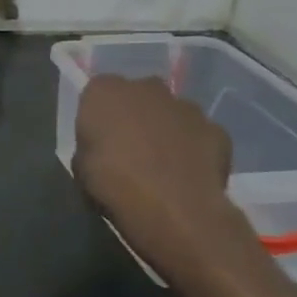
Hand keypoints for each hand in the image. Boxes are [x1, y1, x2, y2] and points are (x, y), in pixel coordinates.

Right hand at [72, 75, 246, 271]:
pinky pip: (199, 134)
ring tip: (161, 163)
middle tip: (129, 146)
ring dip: (166, 129)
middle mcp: (146, 88)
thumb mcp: (80, 165)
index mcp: (105, 91)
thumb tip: (103, 148)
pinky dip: (193, 148)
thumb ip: (92, 144)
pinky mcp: (216, 129)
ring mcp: (186, 106)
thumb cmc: (111, 183)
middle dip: (135, 114)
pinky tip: (187, 173)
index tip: (98, 138)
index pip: (97, 92)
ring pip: (171, 113)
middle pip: (138, 95)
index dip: (98, 115)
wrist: (172, 208)